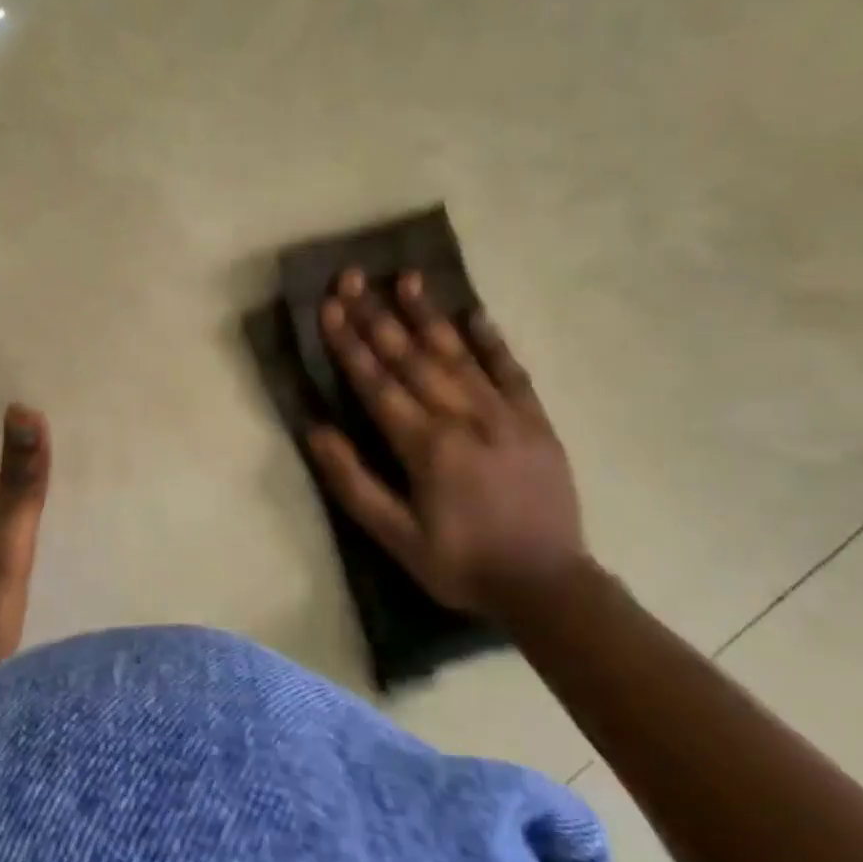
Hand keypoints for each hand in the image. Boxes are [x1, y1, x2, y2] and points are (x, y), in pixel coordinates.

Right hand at [308, 269, 585, 618]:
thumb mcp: (394, 536)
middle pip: (412, 358)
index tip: (328, 306)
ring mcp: (505, 415)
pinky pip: (511, 372)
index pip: (376, 383)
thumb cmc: (460, 564)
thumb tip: (315, 431)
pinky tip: (476, 314)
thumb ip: (353, 482)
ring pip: (459, 355)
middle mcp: (463, 418)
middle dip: (378, 315)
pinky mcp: (535, 422)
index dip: (349, 343)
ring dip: (429, 315)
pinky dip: (493, 341)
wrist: (547, 585)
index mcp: (425, 446)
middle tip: (355, 277)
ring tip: (408, 278)